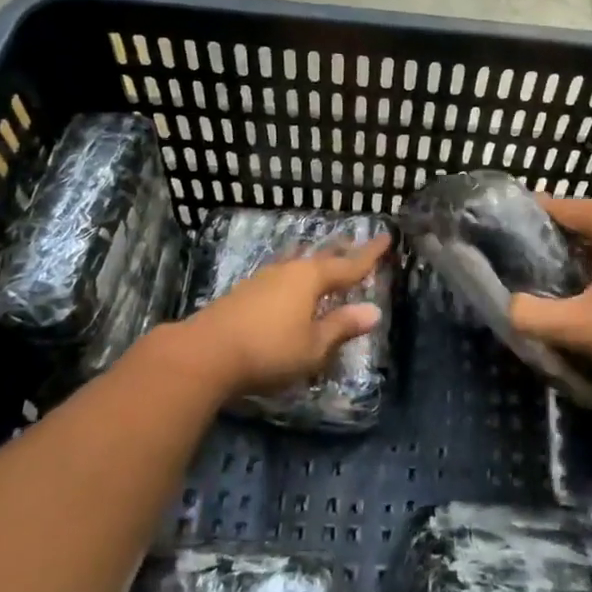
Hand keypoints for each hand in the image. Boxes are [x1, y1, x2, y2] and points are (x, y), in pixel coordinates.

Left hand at [183, 234, 390, 397]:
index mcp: (311, 278)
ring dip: (315, 261)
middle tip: (355, 244)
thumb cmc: (269, 350)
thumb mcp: (313, 346)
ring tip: (323, 258)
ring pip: (298, 263)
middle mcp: (289, 270)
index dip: (369, 254)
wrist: (204, 353)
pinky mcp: (244, 292)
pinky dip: (295, 275)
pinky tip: (289, 282)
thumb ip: (341, 327)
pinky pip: (281, 275)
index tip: (387, 237)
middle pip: (322, 258)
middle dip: (341, 253)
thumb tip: (373, 311)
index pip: (349, 265)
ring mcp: (263, 279)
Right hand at [509, 194, 591, 392]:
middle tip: (530, 271)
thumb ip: (533, 315)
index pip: (556, 207)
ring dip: (582, 252)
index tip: (505, 242)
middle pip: (581, 219)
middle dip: (555, 241)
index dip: (528, 223)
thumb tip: (508, 306)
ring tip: (559, 282)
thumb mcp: (579, 327)